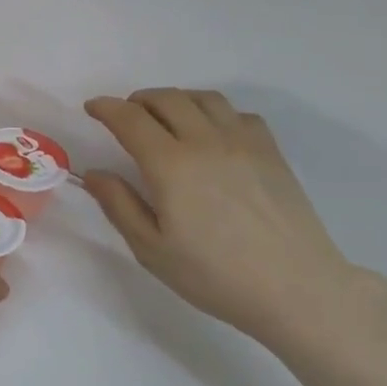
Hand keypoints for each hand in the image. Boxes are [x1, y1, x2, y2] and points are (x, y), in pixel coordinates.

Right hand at [83, 89, 359, 347]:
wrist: (294, 286)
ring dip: (176, 100)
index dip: (106, 108)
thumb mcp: (152, 249)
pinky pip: (237, 113)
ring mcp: (244, 142)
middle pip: (167, 99)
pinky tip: (210, 135)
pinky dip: (213, 113)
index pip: (131, 119)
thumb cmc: (214, 275)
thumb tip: (94, 173)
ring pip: (204, 99)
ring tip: (164, 119)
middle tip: (125, 116)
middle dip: (138, 100)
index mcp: (170, 165)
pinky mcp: (271, 151)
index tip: (92, 108)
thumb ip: (119, 205)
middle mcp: (206, 141)